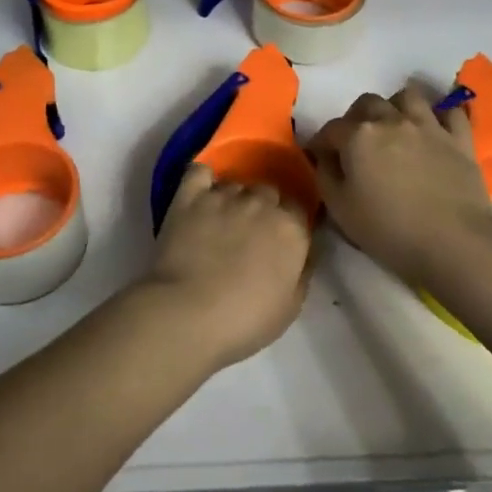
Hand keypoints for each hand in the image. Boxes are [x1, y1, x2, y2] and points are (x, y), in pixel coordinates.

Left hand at [140, 164, 312, 370]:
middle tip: (249, 234)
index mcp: (291, 228)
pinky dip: (202, 178)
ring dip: (233, 198)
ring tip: (220, 222)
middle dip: (262, 208)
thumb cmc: (244, 320)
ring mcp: (224, 196)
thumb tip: (304, 251)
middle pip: (268, 191)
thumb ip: (302, 271)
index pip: (299, 207)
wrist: (187, 314)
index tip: (281, 239)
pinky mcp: (190, 196)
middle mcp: (261, 203)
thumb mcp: (290, 307)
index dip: (290, 222)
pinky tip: (200, 191)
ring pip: (235, 183)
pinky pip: (199, 172)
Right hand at [308, 83, 491, 284]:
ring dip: (395, 106)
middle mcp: (391, 120)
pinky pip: (450, 112)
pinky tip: (435, 127)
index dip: (321, 143)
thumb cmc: (390, 231)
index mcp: (358, 136)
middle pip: (367, 103)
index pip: (330, 129)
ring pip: (408, 96)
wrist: (454, 244)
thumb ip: (326, 175)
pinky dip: (440, 115)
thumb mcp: (340, 210)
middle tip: (356, 142)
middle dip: (356, 118)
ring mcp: (428, 126)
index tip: (319, 157)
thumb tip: (324, 157)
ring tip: (394, 126)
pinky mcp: (459, 139)